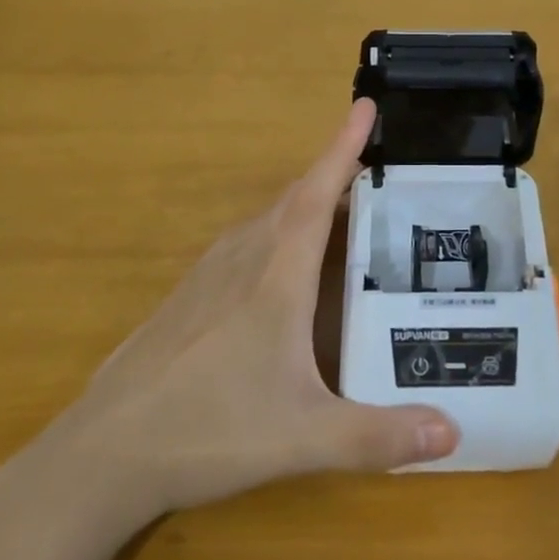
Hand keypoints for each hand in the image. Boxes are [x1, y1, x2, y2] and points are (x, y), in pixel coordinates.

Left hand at [48, 99, 458, 515]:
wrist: (104, 454)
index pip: (319, 193)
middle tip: (377, 170)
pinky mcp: (189, 294)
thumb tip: (454, 435)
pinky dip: (278, 230)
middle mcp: (244, 258)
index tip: (365, 105)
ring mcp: (209, 273)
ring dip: (307, 201)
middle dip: (336, 173)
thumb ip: (379, 438)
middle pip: (297, 198)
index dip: (344, 147)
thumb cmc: (209, 430)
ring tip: (343, 209)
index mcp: (277, 274)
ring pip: (268, 218)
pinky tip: (284, 264)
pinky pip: (246, 241)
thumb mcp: (303, 437)